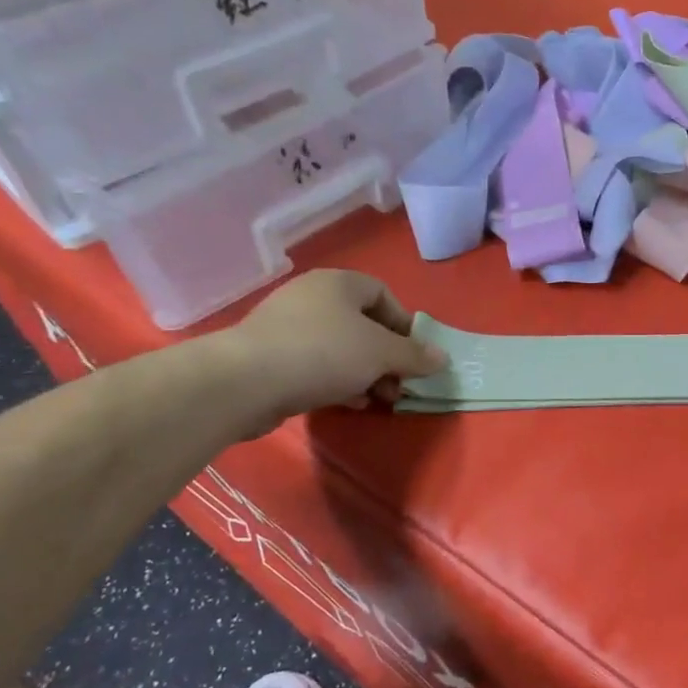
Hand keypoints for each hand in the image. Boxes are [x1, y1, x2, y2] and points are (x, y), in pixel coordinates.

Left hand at [217, 269, 446, 424]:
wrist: (245, 381)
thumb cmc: (323, 353)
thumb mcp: (381, 353)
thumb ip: (415, 355)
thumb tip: (442, 357)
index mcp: (339, 283)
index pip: (384, 295)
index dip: (405, 325)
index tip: (414, 356)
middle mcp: (313, 297)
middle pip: (363, 324)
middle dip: (387, 357)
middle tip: (399, 385)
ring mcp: (288, 326)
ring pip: (341, 348)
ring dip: (366, 373)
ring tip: (378, 399)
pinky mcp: (271, 356)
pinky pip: (316, 364)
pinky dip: (338, 381)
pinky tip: (349, 403)